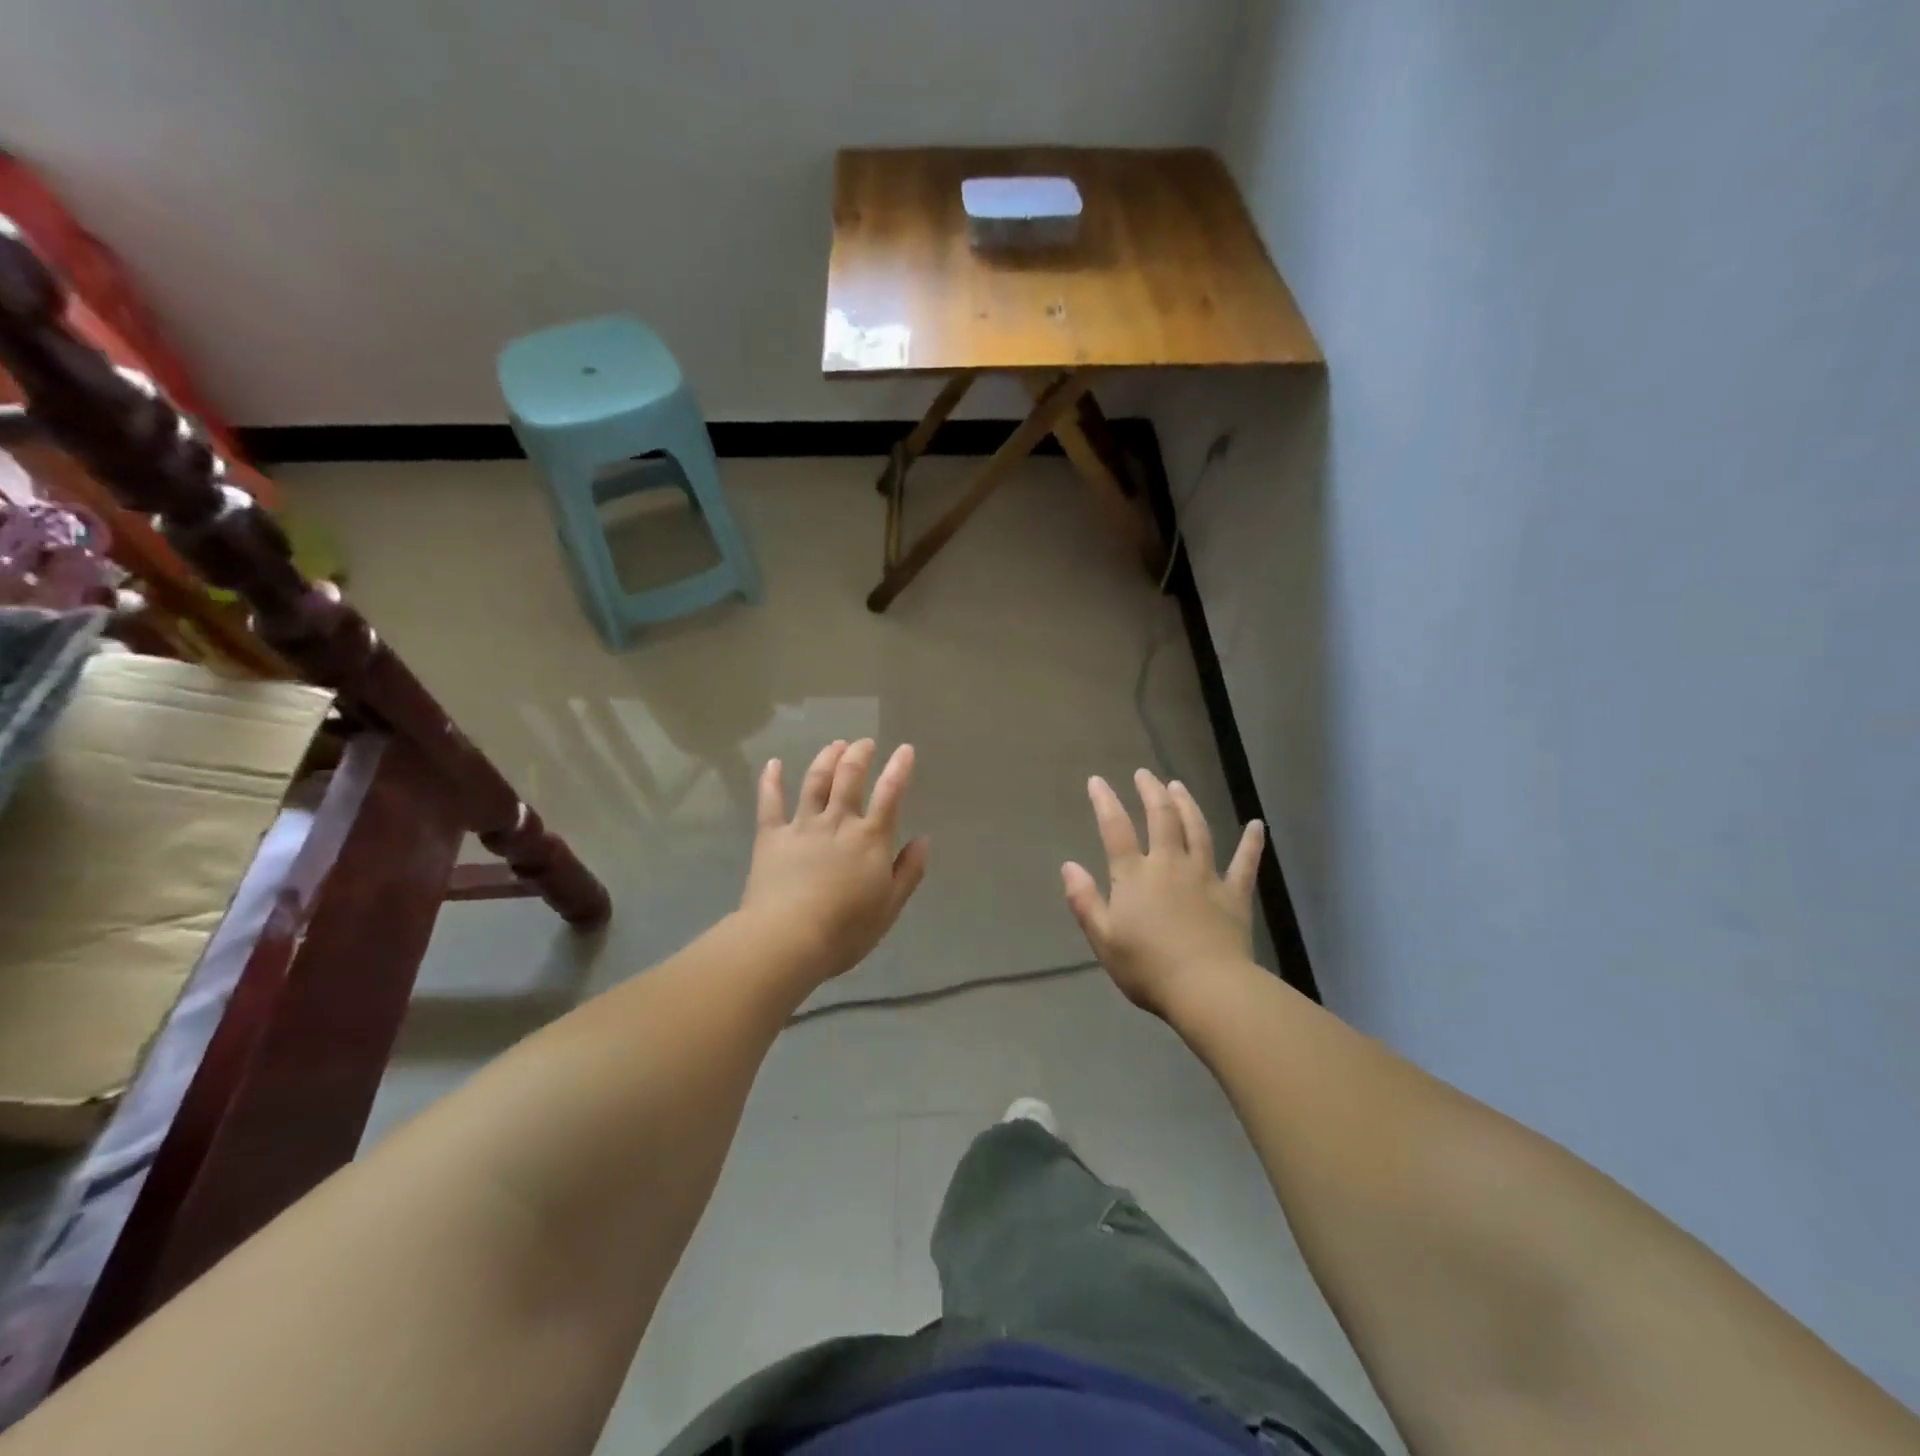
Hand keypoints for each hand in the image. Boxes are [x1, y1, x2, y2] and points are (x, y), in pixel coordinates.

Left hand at [741, 739, 929, 983]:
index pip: (889, 794)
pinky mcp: (771, 836)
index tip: (905, 749)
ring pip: (815, 781)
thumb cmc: (846, 929)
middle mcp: (838, 822)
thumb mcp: (890, 907)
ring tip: (835, 745)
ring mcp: (802, 826)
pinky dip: (771, 780)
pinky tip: (774, 763)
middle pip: (849, 778)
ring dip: (826, 758)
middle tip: (864, 744)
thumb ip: (909, 871)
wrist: (788, 938)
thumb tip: (923, 840)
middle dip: (859, 755)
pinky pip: (770, 802)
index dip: (899, 768)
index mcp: (870, 839)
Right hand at [1062, 770, 1263, 1019]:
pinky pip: (1245, 863)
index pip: (1116, 829)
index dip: (1105, 802)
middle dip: (1151, 792)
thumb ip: (1085, 900)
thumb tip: (1068, 866)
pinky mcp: (1233, 894)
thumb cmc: (1147, 968)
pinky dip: (1251, 843)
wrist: (1206, 988)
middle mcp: (1170, 865)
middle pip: (1161, 818)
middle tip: (1145, 774)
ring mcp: (1205, 876)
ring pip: (1197, 830)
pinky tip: (1256, 825)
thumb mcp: (1103, 939)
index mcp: (1135, 876)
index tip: (1098, 781)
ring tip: (1179, 786)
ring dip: (1188, 804)